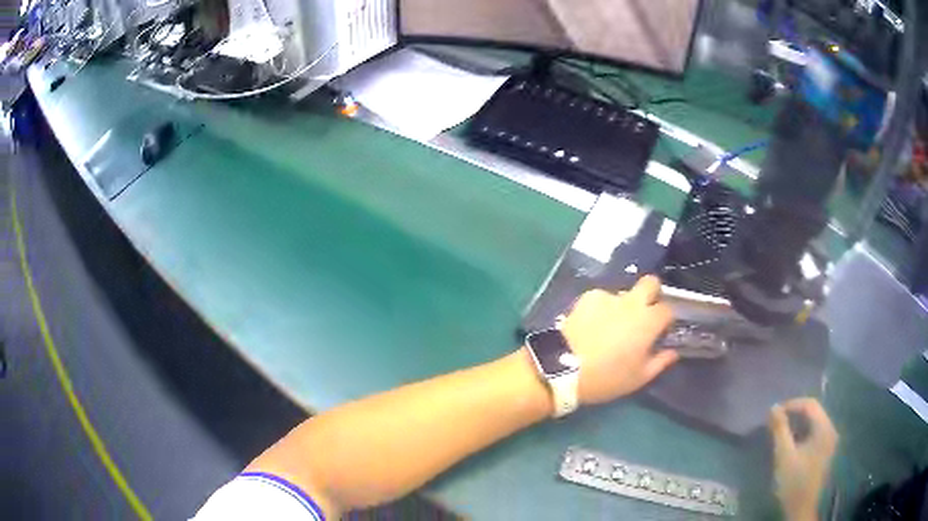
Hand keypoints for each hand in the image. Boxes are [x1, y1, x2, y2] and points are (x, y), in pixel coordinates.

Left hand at [561, 276, 677, 405]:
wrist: (563, 368)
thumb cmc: (607, 377)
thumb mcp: (638, 377)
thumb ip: (660, 361)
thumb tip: (673, 352)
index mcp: (649, 321)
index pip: (668, 309)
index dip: (666, 320)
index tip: (660, 332)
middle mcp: (632, 302)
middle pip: (651, 283)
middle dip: (652, 294)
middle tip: (643, 314)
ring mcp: (608, 296)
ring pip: (624, 293)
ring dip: (624, 305)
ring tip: (610, 326)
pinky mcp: (587, 297)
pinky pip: (602, 298)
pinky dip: (602, 308)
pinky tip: (592, 325)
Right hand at [769, 398, 838, 520]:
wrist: (801, 508)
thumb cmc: (793, 481)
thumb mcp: (784, 455)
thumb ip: (780, 430)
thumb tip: (773, 407)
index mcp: (825, 428)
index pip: (810, 405)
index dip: (792, 404)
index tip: (774, 413)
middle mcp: (831, 429)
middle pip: (813, 412)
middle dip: (794, 414)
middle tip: (776, 422)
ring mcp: (830, 441)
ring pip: (814, 423)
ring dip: (798, 424)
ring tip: (781, 432)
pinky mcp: (826, 450)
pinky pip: (815, 433)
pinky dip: (803, 433)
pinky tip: (792, 444)